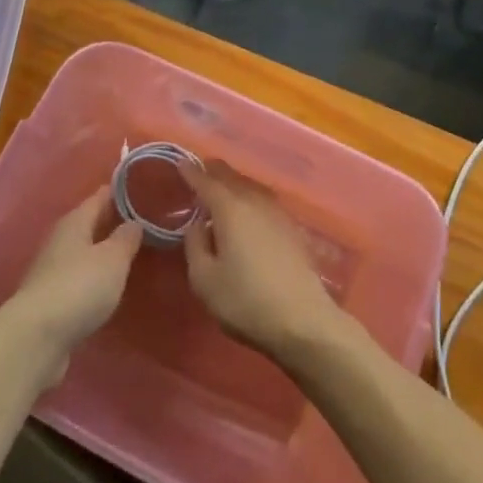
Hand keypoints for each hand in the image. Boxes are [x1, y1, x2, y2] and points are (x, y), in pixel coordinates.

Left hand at [1, 185, 141, 385]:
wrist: (35, 338)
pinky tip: (110, 285)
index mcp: (75, 221)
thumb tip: (134, 221)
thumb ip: (126, 238)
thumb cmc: (79, 287)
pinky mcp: (51, 299)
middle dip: (114, 221)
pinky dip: (95, 276)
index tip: (144, 187)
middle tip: (145, 220)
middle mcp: (61, 240)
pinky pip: (79, 277)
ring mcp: (52, 270)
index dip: (122, 191)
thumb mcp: (113, 259)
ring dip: (104, 250)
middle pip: (91, 222)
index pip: (101, 196)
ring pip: (84, 251)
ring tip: (132, 252)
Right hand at [181, 162, 341, 358]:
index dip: (192, 172)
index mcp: (230, 209)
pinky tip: (246, 212)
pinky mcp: (291, 228)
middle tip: (199, 171)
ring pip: (250, 187)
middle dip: (214, 172)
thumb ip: (195, 245)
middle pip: (232, 178)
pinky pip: (263, 201)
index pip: (207, 182)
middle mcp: (255, 202)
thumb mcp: (204, 280)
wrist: (302, 320)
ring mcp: (277, 213)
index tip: (180, 162)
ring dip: (233, 183)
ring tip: (221, 189)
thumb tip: (198, 224)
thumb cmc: (246, 301)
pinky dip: (249, 197)